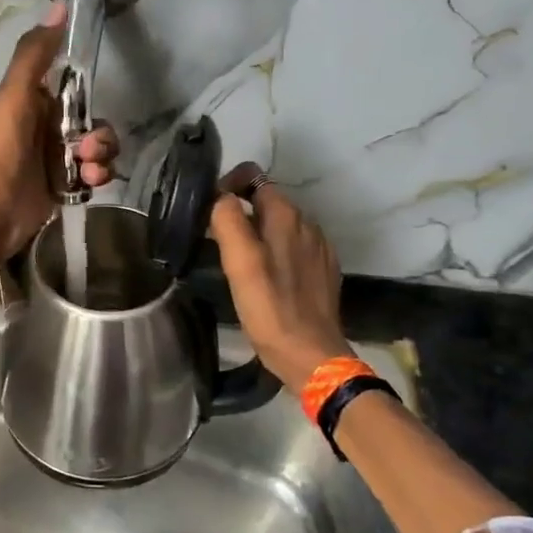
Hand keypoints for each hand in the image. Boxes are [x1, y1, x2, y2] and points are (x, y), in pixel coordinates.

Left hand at [0, 0, 118, 264]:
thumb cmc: (3, 150)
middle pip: (95, 122)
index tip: (94, 100)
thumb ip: (35, 53)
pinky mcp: (66, 186)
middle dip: (100, 136)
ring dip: (102, 158)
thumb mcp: (15, 95)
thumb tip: (61, 4)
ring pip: (99, 150)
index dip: (90, 92)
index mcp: (36, 101)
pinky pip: (96, 175)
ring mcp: (58, 159)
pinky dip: (97, 179)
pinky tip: (88, 186)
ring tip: (87, 171)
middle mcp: (48, 127)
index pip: (78, 87)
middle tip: (86, 149)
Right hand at [208, 164, 352, 389]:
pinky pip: (293, 248)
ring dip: (257, 233)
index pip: (254, 177)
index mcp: (286, 216)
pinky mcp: (322, 271)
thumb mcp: (240, 262)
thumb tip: (219, 197)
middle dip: (241, 212)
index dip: (228, 186)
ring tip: (238, 262)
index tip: (209, 212)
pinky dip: (275, 253)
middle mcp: (307, 224)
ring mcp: (318, 248)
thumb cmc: (270, 308)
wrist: (311, 355)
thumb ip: (228, 221)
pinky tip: (264, 278)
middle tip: (218, 242)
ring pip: (280, 226)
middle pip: (267, 201)